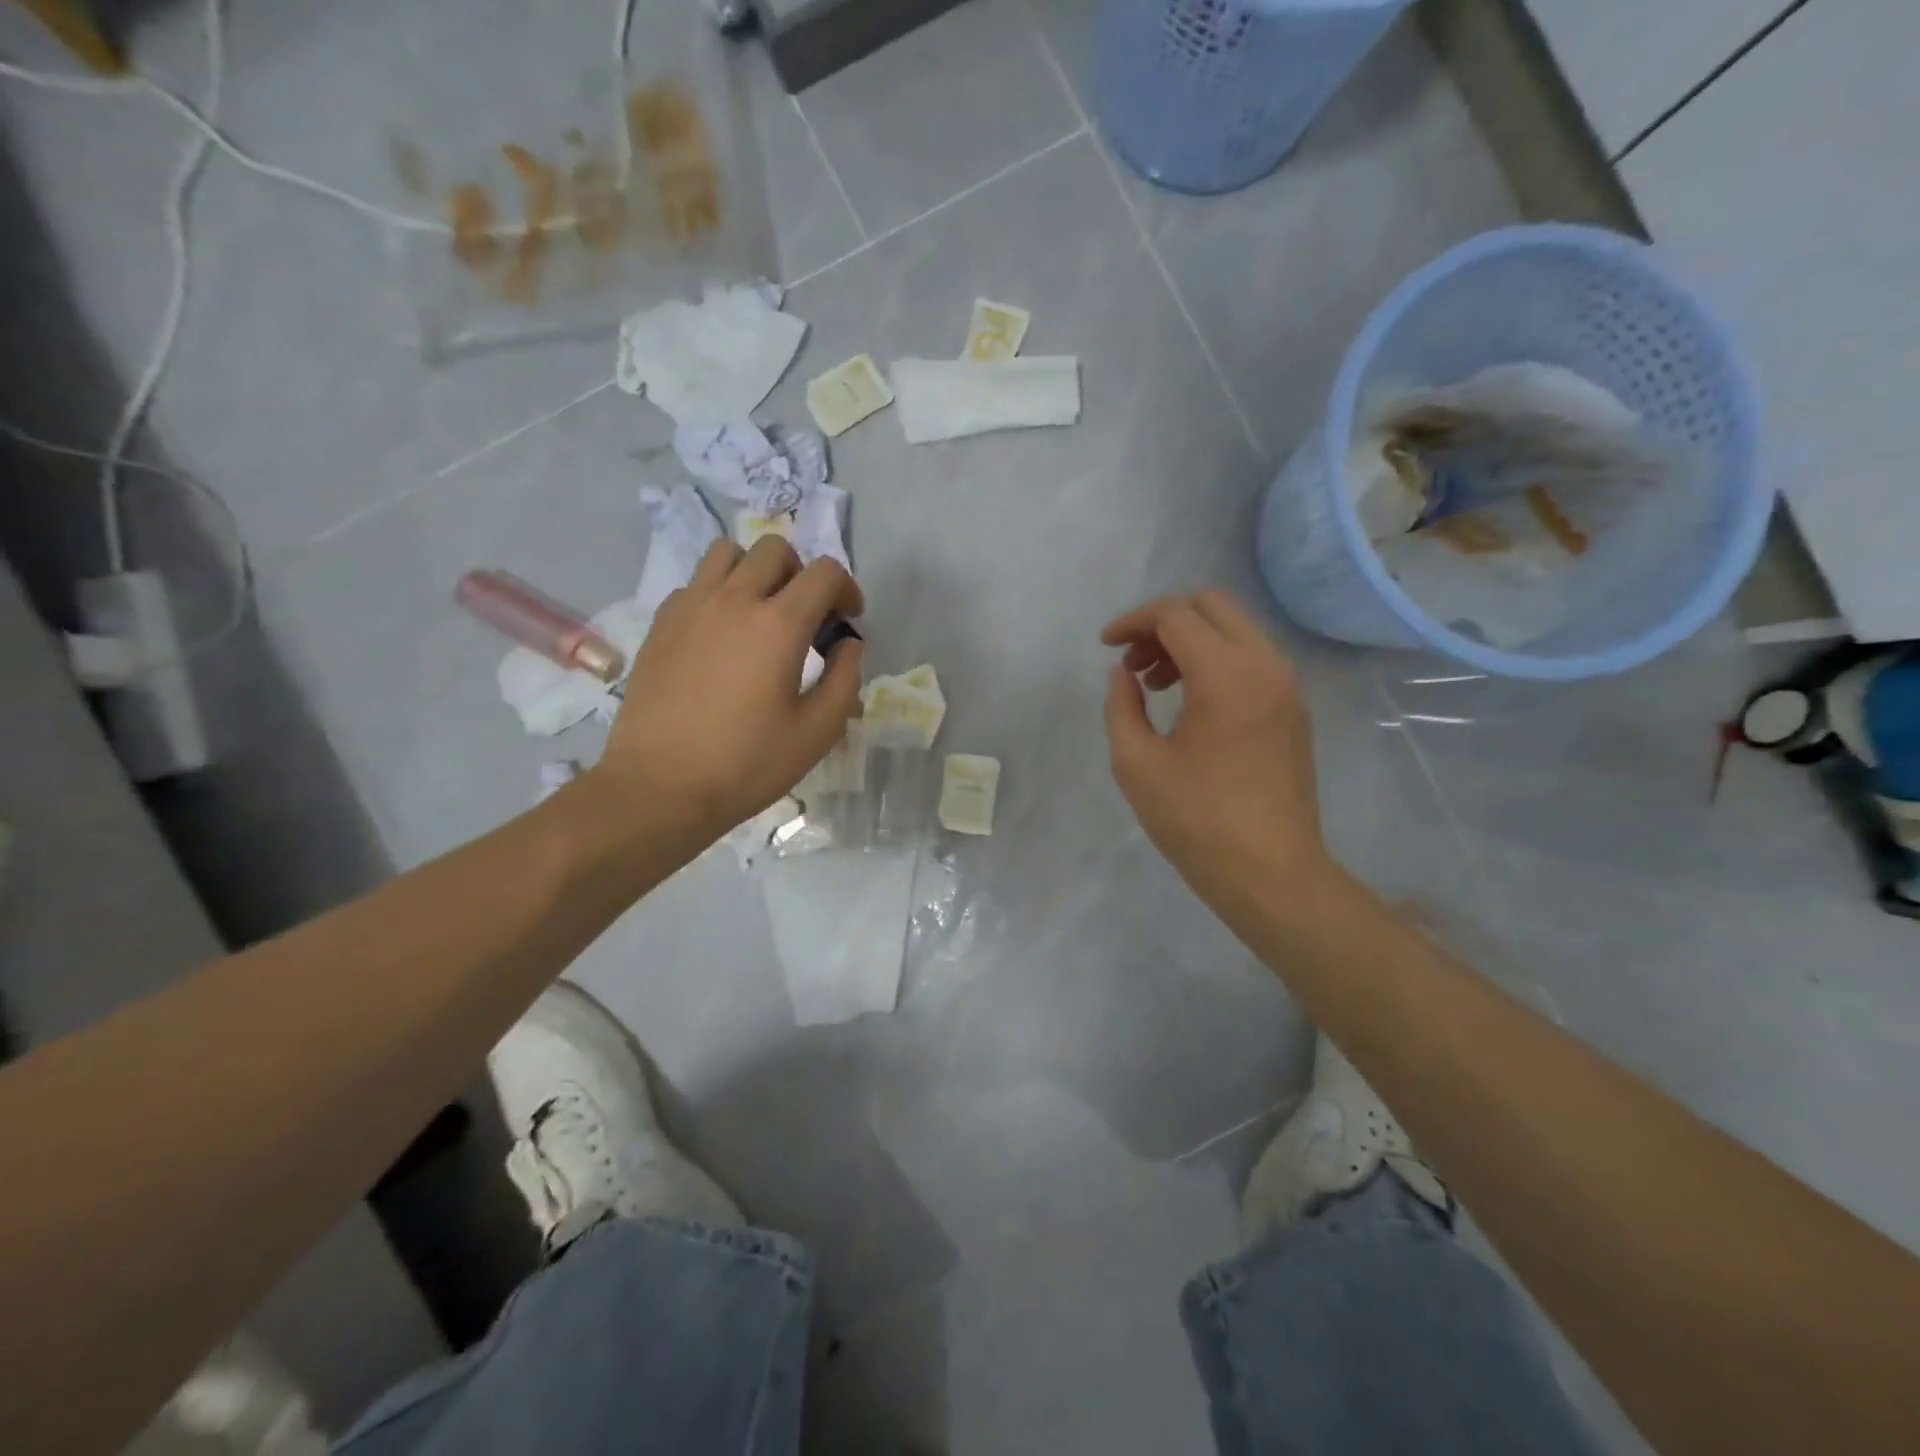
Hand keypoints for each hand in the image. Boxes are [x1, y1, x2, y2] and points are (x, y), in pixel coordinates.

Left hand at [597, 537, 863, 836]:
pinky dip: (718, 594)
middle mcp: (734, 600)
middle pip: (776, 550)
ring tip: (761, 613)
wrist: (661, 787)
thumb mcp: (817, 732)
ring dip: (755, 572)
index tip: (848, 620)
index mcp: (778, 625)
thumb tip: (849, 644)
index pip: (825, 573)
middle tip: (806, 617)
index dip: (847, 589)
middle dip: (802, 574)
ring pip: (728, 554)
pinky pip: (695, 584)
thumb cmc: (747, 764)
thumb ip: (844, 679)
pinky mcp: (661, 624)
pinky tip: (721, 636)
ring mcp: (690, 607)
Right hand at [1102, 590, 1332, 917]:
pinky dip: (1216, 661)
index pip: (1175, 614)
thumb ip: (1121, 706)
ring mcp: (1287, 686)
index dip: (1132, 622)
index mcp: (1225, 675)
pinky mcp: (1294, 709)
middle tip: (1133, 661)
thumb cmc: (1196, 821)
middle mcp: (1264, 665)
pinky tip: (1190, 704)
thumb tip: (1123, 674)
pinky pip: (1252, 659)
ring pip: (1235, 629)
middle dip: (1164, 621)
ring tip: (1156, 685)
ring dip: (1191, 641)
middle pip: (1212, 605)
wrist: (1271, 874)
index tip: (1106, 648)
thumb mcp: (1136, 763)